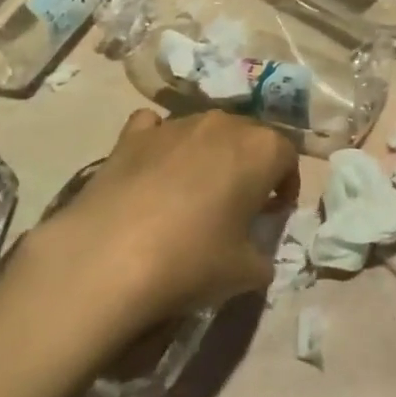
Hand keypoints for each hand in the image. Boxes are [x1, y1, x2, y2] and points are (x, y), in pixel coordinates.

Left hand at [22, 110, 298, 337]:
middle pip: (248, 136)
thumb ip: (263, 256)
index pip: (287, 156)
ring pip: (204, 131)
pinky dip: (161, 144)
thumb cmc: (192, 260)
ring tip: (192, 194)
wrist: (108, 258)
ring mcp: (175, 123)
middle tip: (238, 204)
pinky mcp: (133, 134)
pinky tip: (153, 172)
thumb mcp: (246, 273)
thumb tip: (256, 254)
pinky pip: (156, 128)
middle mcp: (223, 123)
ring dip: (208, 155)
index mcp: (261, 149)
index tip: (272, 214)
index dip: (285, 185)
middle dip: (249, 165)